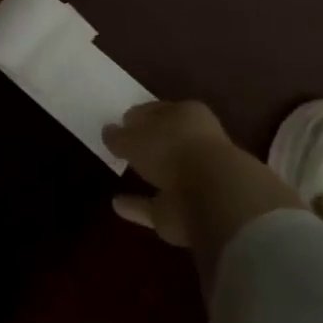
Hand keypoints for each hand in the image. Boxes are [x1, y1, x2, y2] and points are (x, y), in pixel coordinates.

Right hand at [104, 102, 303, 274]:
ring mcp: (197, 179)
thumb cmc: (172, 148)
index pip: (160, 111)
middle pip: (167, 140)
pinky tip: (117, 204)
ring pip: (167, 174)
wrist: (214, 197)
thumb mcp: (134, 135)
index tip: (122, 121)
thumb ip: (120, 135)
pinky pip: (158, 205)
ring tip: (121, 172)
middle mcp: (196, 144)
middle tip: (123, 145)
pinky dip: (139, 205)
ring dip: (147, 175)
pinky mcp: (190, 212)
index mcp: (187, 115)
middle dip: (148, 143)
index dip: (141, 115)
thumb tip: (109, 131)